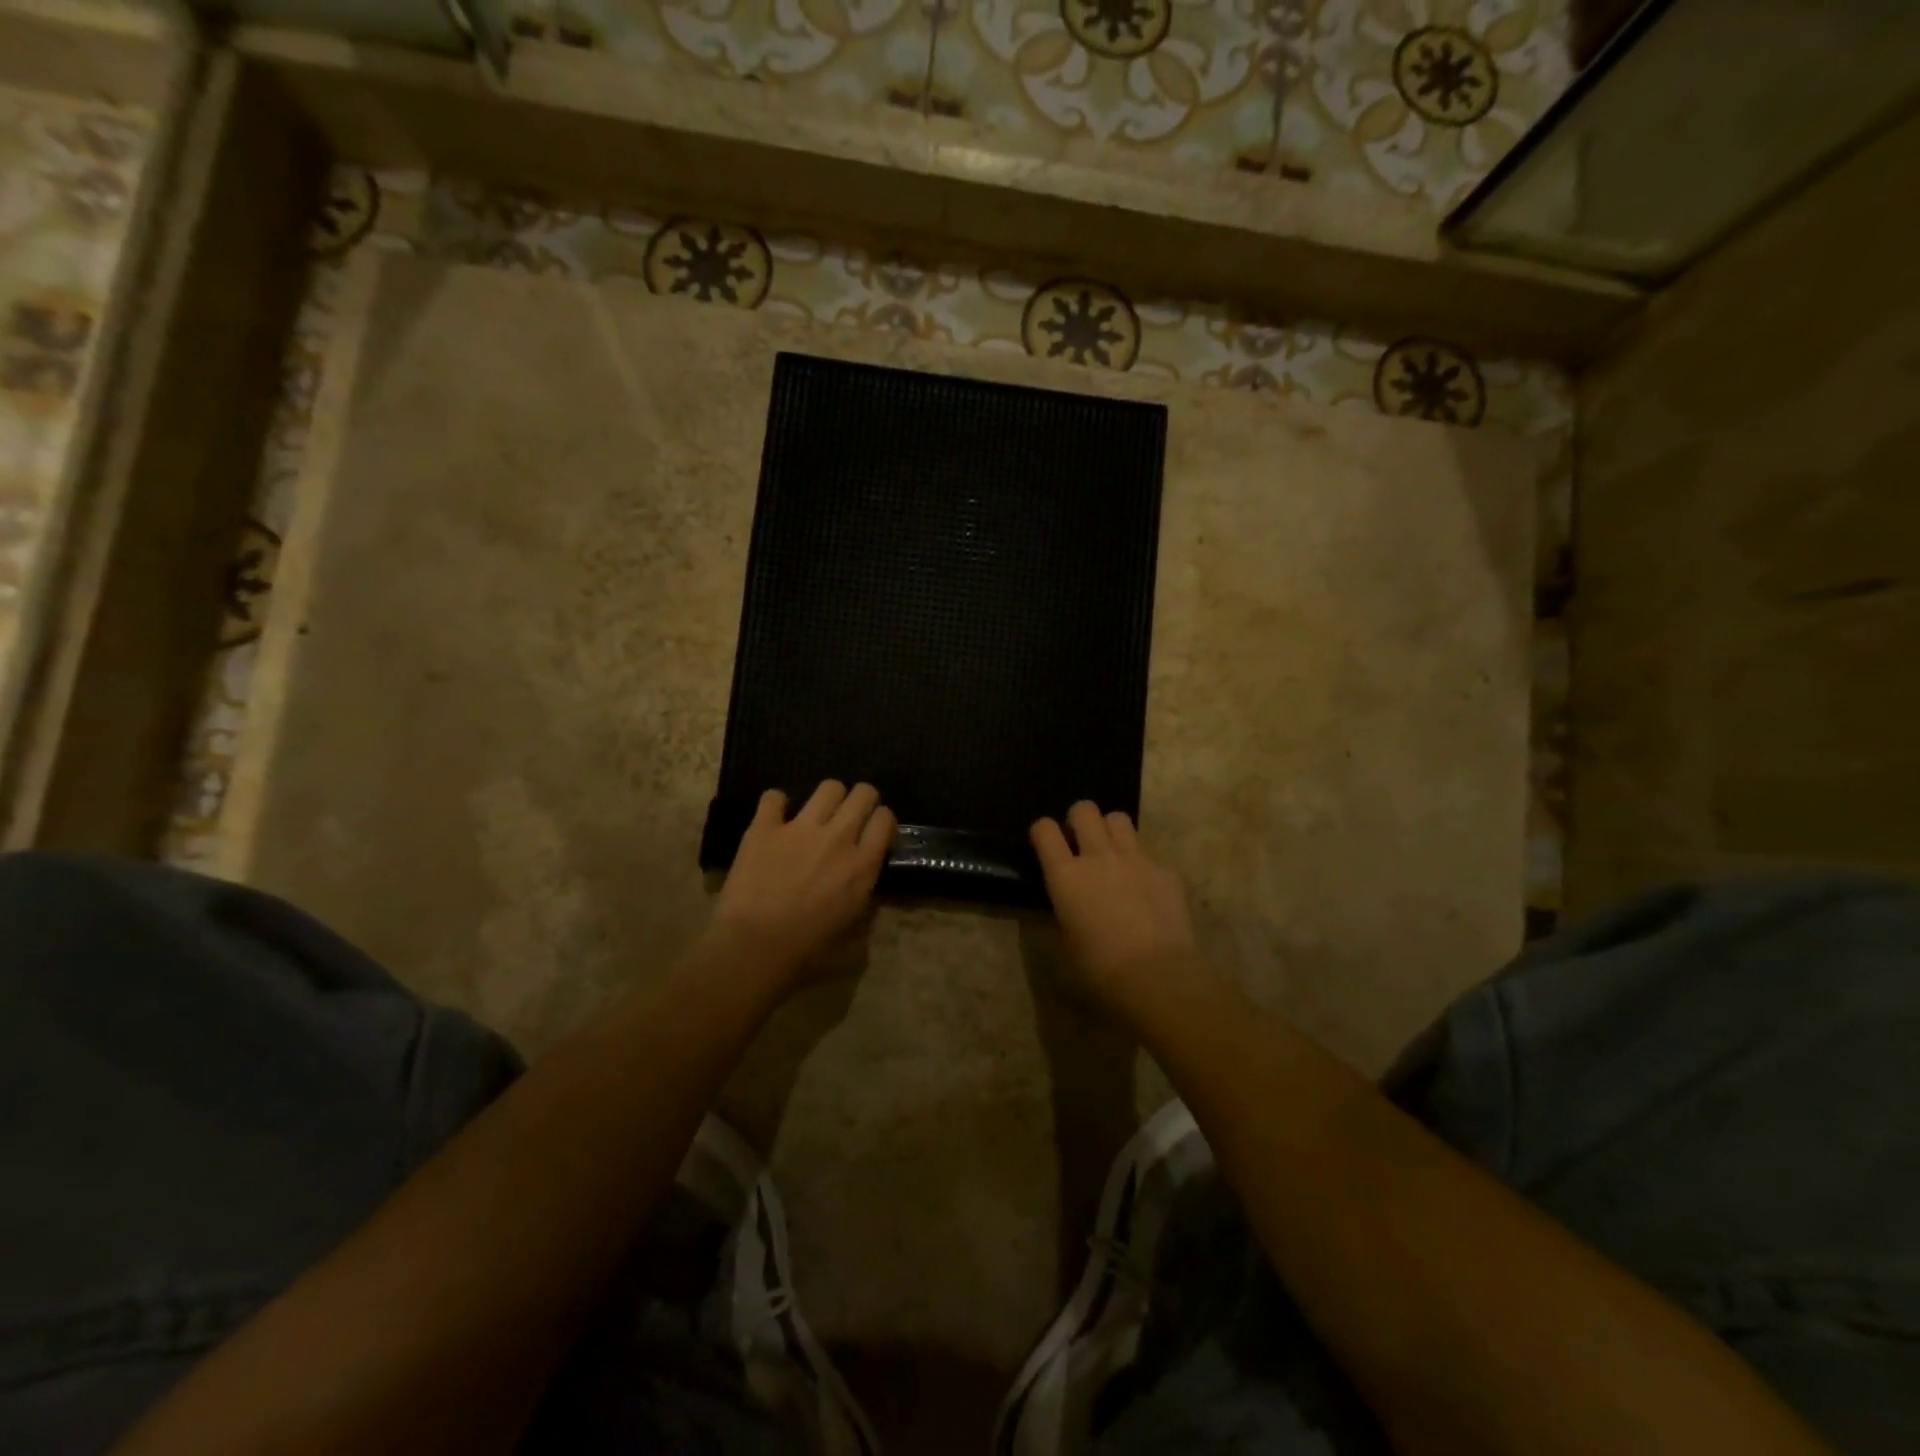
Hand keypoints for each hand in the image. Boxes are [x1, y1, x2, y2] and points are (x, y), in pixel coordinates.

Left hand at [712, 781, 894, 983]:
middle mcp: (838, 838)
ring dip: (828, 797)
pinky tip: (775, 818)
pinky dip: (776, 805)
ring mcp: (800, 828)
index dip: (882, 822)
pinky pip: (773, 797)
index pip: (885, 819)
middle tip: (851, 817)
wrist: (754, 949)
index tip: (874, 833)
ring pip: (828, 787)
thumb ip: (865, 910)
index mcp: (862, 865)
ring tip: (818, 814)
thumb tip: (866, 897)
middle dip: (862, 799)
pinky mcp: (764, 828)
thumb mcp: (853, 940)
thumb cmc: (807, 953)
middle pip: (863, 793)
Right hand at [1031, 801, 1197, 1001]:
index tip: (1045, 843)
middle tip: (1081, 841)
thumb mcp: (1065, 944)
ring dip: (1111, 830)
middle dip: (1079, 819)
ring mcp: (1136, 858)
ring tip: (1113, 853)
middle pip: (1084, 809)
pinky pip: (1149, 853)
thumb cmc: (1100, 969)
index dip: (1042, 831)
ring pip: (1119, 818)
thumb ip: (1061, 913)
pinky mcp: (1165, 870)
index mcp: (1066, 875)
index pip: (1044, 829)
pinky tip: (1146, 888)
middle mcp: (1099, 856)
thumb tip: (1063, 905)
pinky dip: (1142, 864)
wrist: (1158, 976)